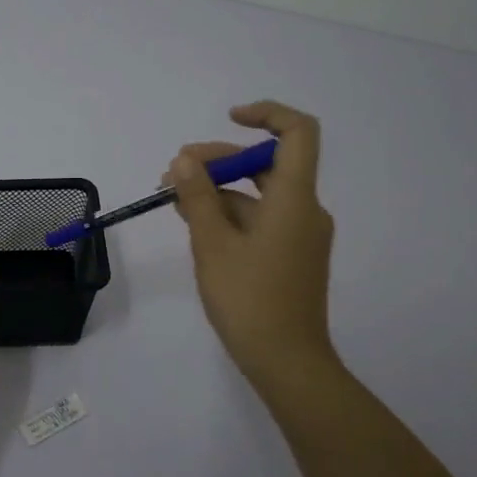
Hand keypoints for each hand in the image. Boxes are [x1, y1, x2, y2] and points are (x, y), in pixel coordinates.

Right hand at [167, 101, 338, 393]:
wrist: (286, 362)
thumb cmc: (249, 299)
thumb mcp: (213, 244)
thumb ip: (197, 197)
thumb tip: (184, 161)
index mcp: (294, 199)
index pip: (297, 132)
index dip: (266, 115)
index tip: (227, 119)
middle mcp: (304, 210)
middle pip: (267, 164)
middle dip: (219, 161)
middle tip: (173, 172)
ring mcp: (299, 235)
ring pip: (258, 194)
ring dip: (218, 190)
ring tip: (173, 198)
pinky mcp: (290, 256)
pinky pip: (260, 219)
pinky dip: (230, 214)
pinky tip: (195, 223)